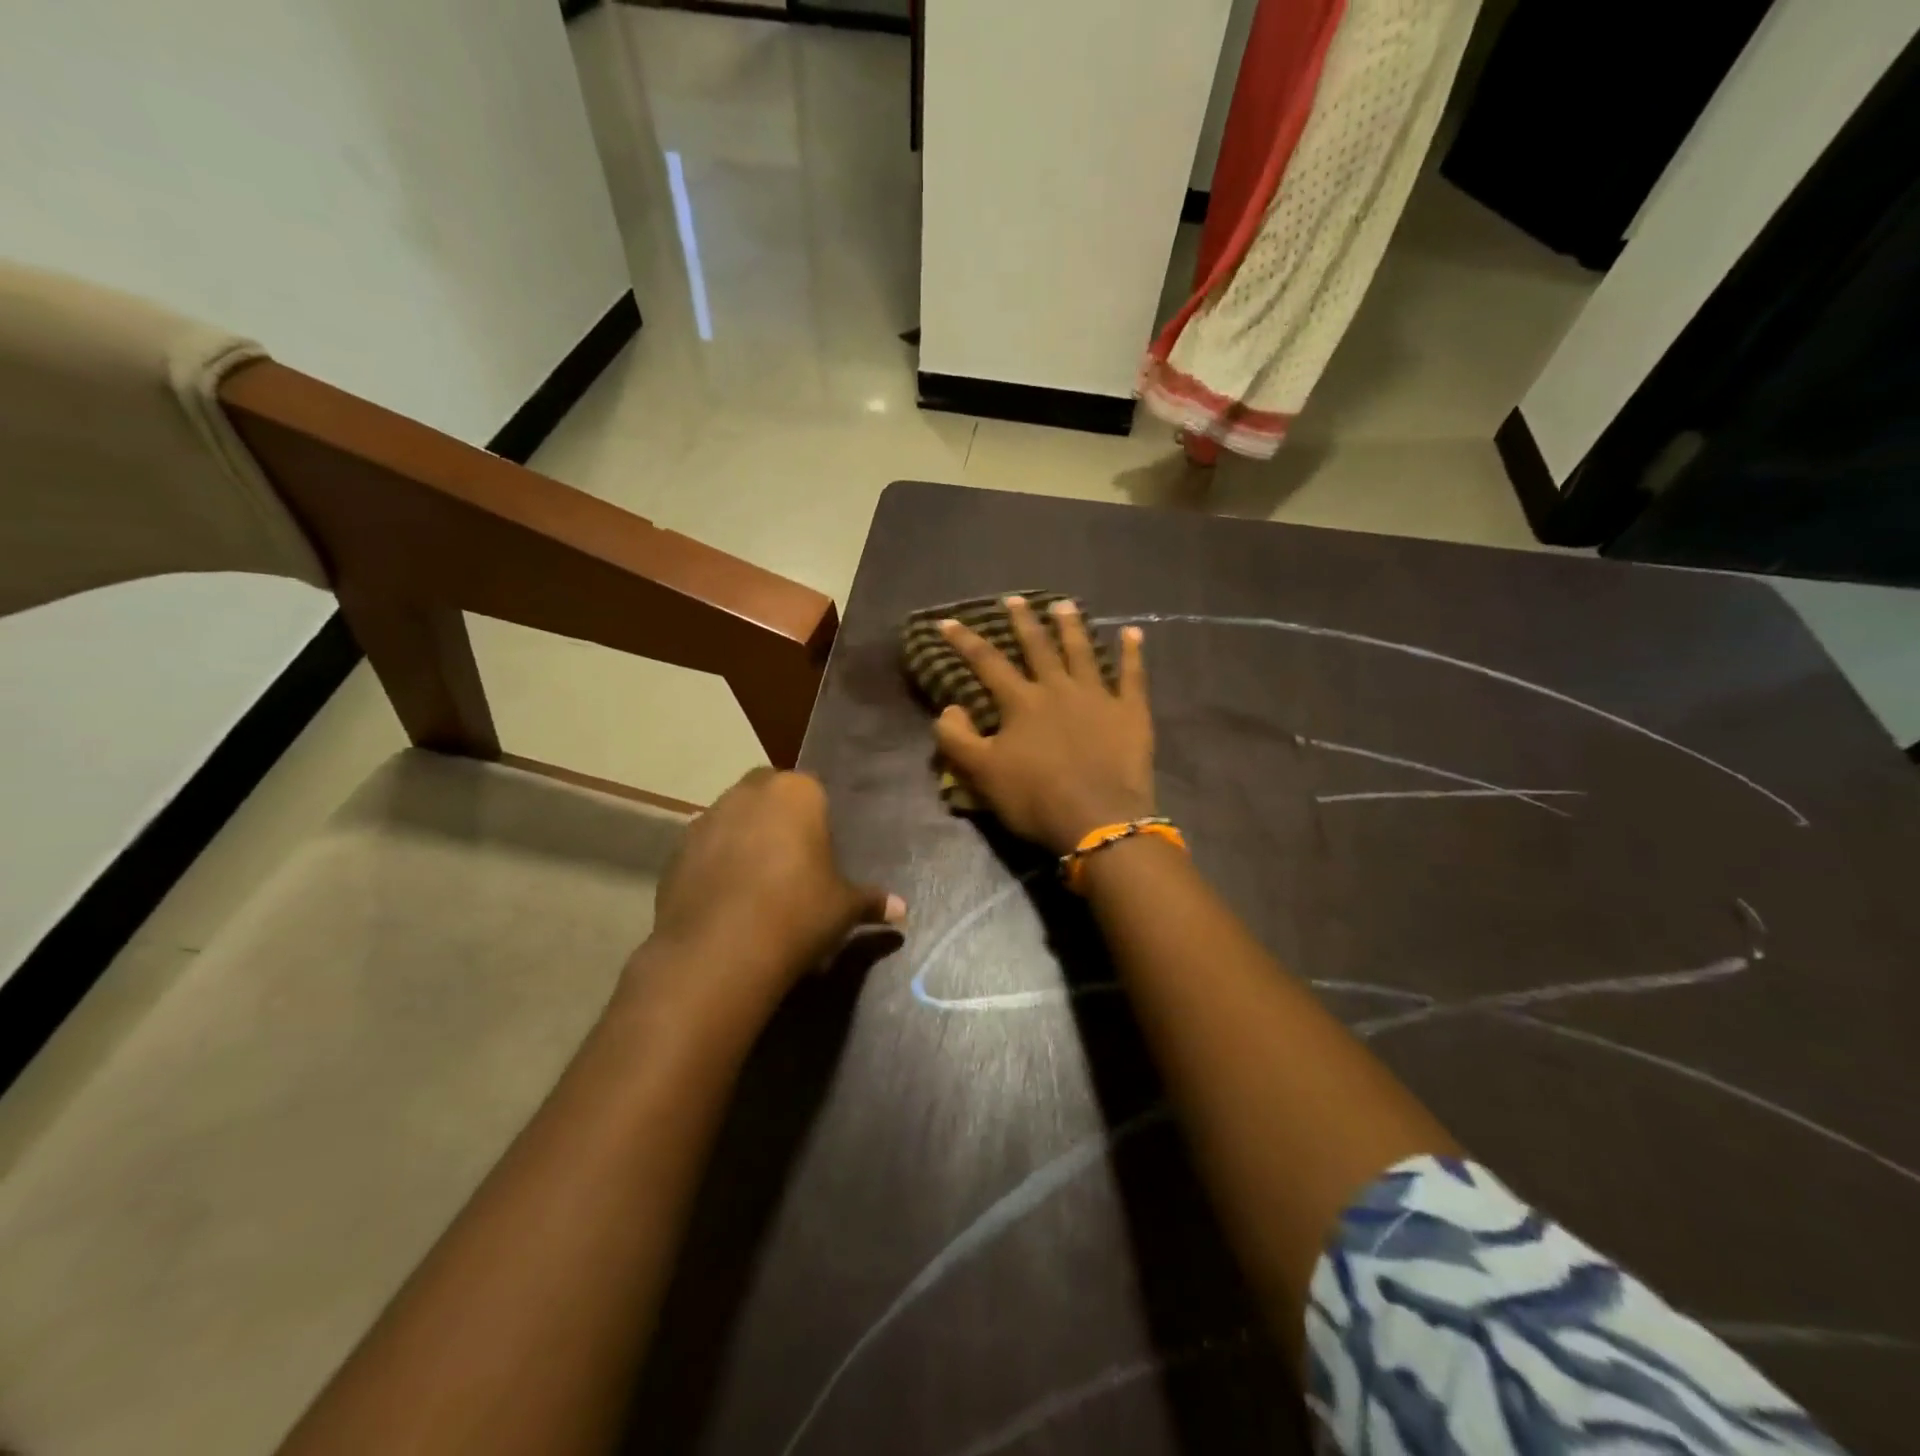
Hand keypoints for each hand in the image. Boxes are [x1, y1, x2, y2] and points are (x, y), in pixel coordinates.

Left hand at [637, 770, 903, 1017]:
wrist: (721, 951)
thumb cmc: (798, 913)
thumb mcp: (844, 908)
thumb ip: (871, 901)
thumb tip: (902, 911)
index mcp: (797, 793)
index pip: (813, 789)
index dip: (817, 819)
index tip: (820, 852)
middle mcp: (749, 792)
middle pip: (768, 793)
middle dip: (777, 817)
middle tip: (791, 860)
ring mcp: (707, 818)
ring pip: (732, 817)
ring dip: (744, 837)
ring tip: (756, 882)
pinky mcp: (676, 850)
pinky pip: (704, 848)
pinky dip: (714, 863)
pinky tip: (726, 899)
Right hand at [935, 596, 1154, 854]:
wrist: (1098, 819)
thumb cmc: (1035, 798)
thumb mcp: (982, 773)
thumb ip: (957, 738)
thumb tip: (948, 708)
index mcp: (1021, 702)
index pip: (987, 663)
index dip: (965, 641)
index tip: (948, 621)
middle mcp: (1058, 688)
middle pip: (1038, 647)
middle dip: (1023, 622)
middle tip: (1015, 599)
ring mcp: (1098, 696)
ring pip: (1082, 651)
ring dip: (1072, 626)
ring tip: (1064, 605)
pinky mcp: (1130, 712)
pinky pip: (1133, 675)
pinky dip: (1132, 653)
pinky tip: (1132, 632)